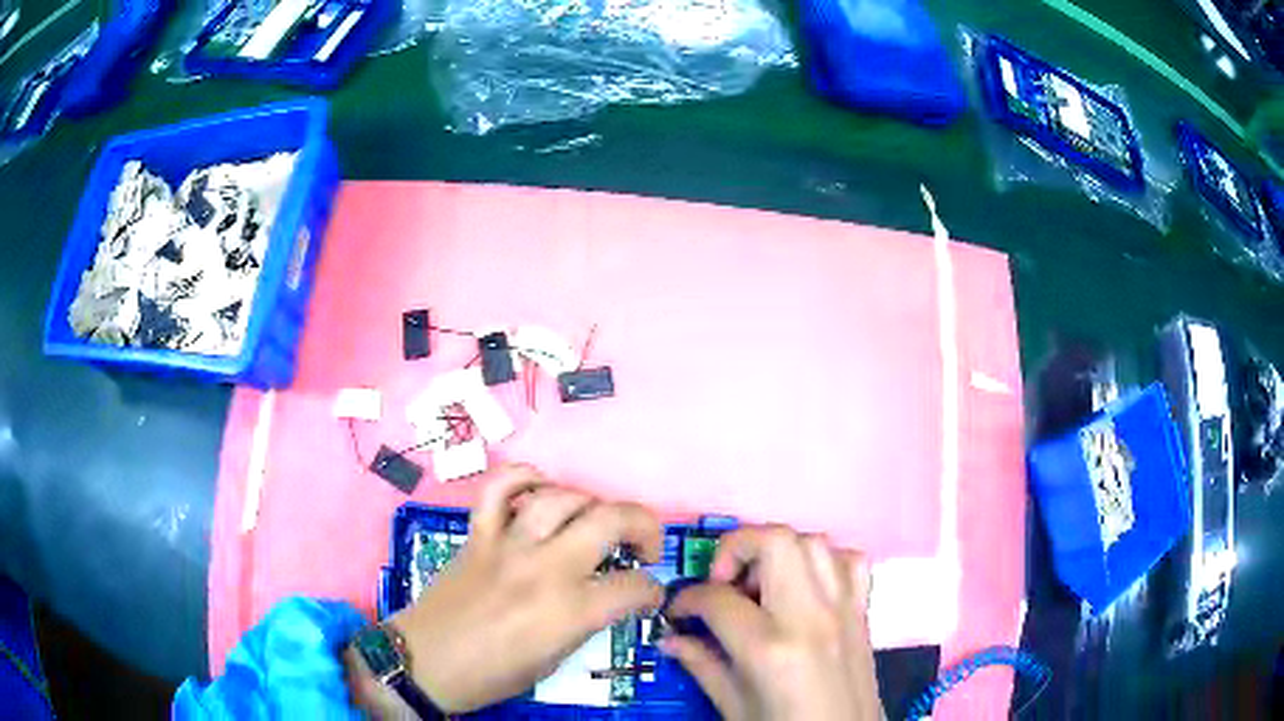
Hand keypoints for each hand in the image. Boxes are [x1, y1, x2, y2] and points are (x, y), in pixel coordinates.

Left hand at [388, 464, 663, 712]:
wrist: (425, 661)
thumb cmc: (492, 675)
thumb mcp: (553, 661)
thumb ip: (585, 622)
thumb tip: (607, 598)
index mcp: (569, 612)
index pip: (634, 586)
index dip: (652, 591)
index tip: (649, 596)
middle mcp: (545, 569)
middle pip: (610, 520)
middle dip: (644, 525)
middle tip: (643, 546)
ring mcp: (508, 545)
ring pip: (561, 497)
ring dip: (591, 503)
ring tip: (596, 521)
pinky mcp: (478, 534)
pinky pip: (500, 487)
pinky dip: (524, 477)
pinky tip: (539, 488)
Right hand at [662, 526, 881, 720]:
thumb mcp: (733, 707)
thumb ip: (702, 665)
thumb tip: (670, 638)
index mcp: (770, 648)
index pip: (717, 599)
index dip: (686, 600)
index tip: (678, 611)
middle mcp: (810, 616)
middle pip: (775, 541)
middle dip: (736, 548)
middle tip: (722, 582)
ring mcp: (843, 609)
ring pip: (814, 541)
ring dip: (779, 552)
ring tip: (760, 586)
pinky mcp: (863, 612)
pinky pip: (850, 561)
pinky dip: (824, 562)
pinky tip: (805, 588)